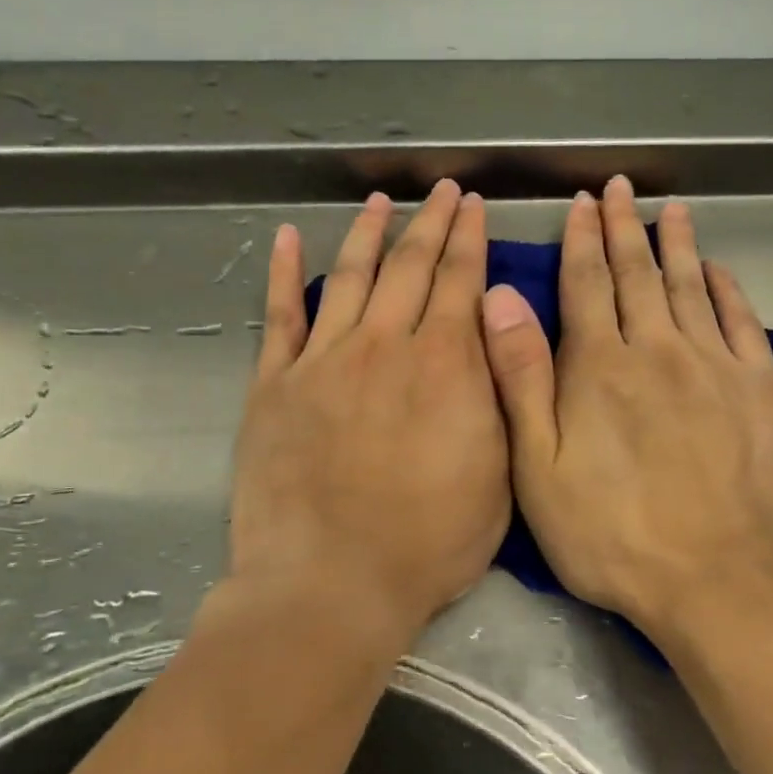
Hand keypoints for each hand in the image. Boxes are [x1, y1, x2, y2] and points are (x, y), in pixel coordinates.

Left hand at [228, 180, 509, 645]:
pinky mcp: (275, 384)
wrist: (332, 583)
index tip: (472, 206)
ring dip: (368, 233)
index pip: (460, 281)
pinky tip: (288, 238)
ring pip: (350, 276)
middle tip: (440, 190)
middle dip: (430, 222)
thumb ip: (497, 394)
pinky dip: (284, 272)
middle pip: (410, 266)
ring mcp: (323, 359)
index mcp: (444, 364)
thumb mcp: (497, 474)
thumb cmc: (428, 542)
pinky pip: (280, 315)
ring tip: (380, 200)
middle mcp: (384, 344)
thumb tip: (490, 330)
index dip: (469, 238)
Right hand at [479, 176, 772, 638]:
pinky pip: (743, 323)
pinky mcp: (761, 392)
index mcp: (600, 366)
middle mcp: (658, 350)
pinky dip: (727, 290)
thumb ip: (521, 378)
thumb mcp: (539, 467)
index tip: (581, 204)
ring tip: (670, 209)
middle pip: (637, 275)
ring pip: (690, 288)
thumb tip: (500, 298)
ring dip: (677, 245)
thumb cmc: (611, 533)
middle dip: (624, 228)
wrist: (719, 581)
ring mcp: (716, 367)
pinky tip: (718, 271)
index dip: (581, 241)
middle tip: (620, 188)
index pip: (586, 285)